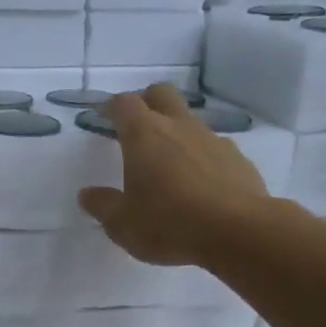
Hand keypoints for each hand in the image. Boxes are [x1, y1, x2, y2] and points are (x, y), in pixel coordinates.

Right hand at [77, 83, 270, 265]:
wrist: (238, 232)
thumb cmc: (169, 224)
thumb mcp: (122, 224)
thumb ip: (102, 205)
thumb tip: (87, 194)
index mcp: (144, 136)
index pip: (124, 104)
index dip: (111, 107)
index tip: (104, 117)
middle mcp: (179, 127)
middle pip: (161, 95)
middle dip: (147, 103)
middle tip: (137, 127)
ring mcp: (212, 139)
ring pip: (190, 121)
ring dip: (176, 132)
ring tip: (169, 164)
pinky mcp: (237, 158)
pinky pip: (213, 148)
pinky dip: (201, 157)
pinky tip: (199, 185)